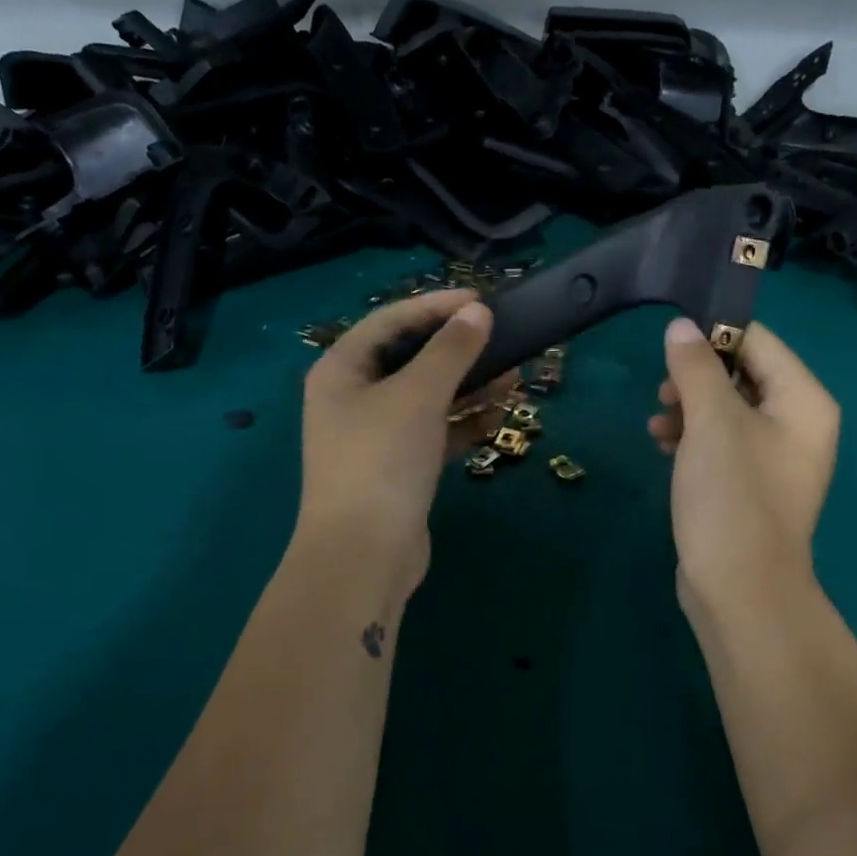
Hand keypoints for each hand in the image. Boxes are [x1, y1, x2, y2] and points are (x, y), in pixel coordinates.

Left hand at [297, 289, 510, 592]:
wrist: (364, 555)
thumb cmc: (382, 460)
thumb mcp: (418, 396)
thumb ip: (451, 351)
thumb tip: (478, 312)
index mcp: (342, 370)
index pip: (391, 321)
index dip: (437, 306)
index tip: (483, 301)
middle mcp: (354, 397)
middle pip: (412, 359)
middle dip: (460, 351)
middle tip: (504, 340)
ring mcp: (376, 435)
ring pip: (429, 398)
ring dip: (469, 387)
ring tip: (514, 379)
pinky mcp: (399, 467)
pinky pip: (436, 432)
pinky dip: (463, 423)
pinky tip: (497, 418)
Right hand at [648, 318, 839, 616]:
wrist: (740, 588)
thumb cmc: (732, 495)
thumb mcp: (711, 421)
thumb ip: (695, 367)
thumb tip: (682, 326)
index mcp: (803, 401)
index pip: (759, 341)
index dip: (714, 334)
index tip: (669, 341)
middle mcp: (798, 424)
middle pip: (743, 375)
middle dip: (697, 377)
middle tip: (662, 390)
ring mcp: (776, 458)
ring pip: (728, 410)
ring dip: (690, 408)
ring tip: (657, 423)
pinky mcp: (752, 485)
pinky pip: (723, 443)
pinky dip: (694, 438)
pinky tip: (663, 445)